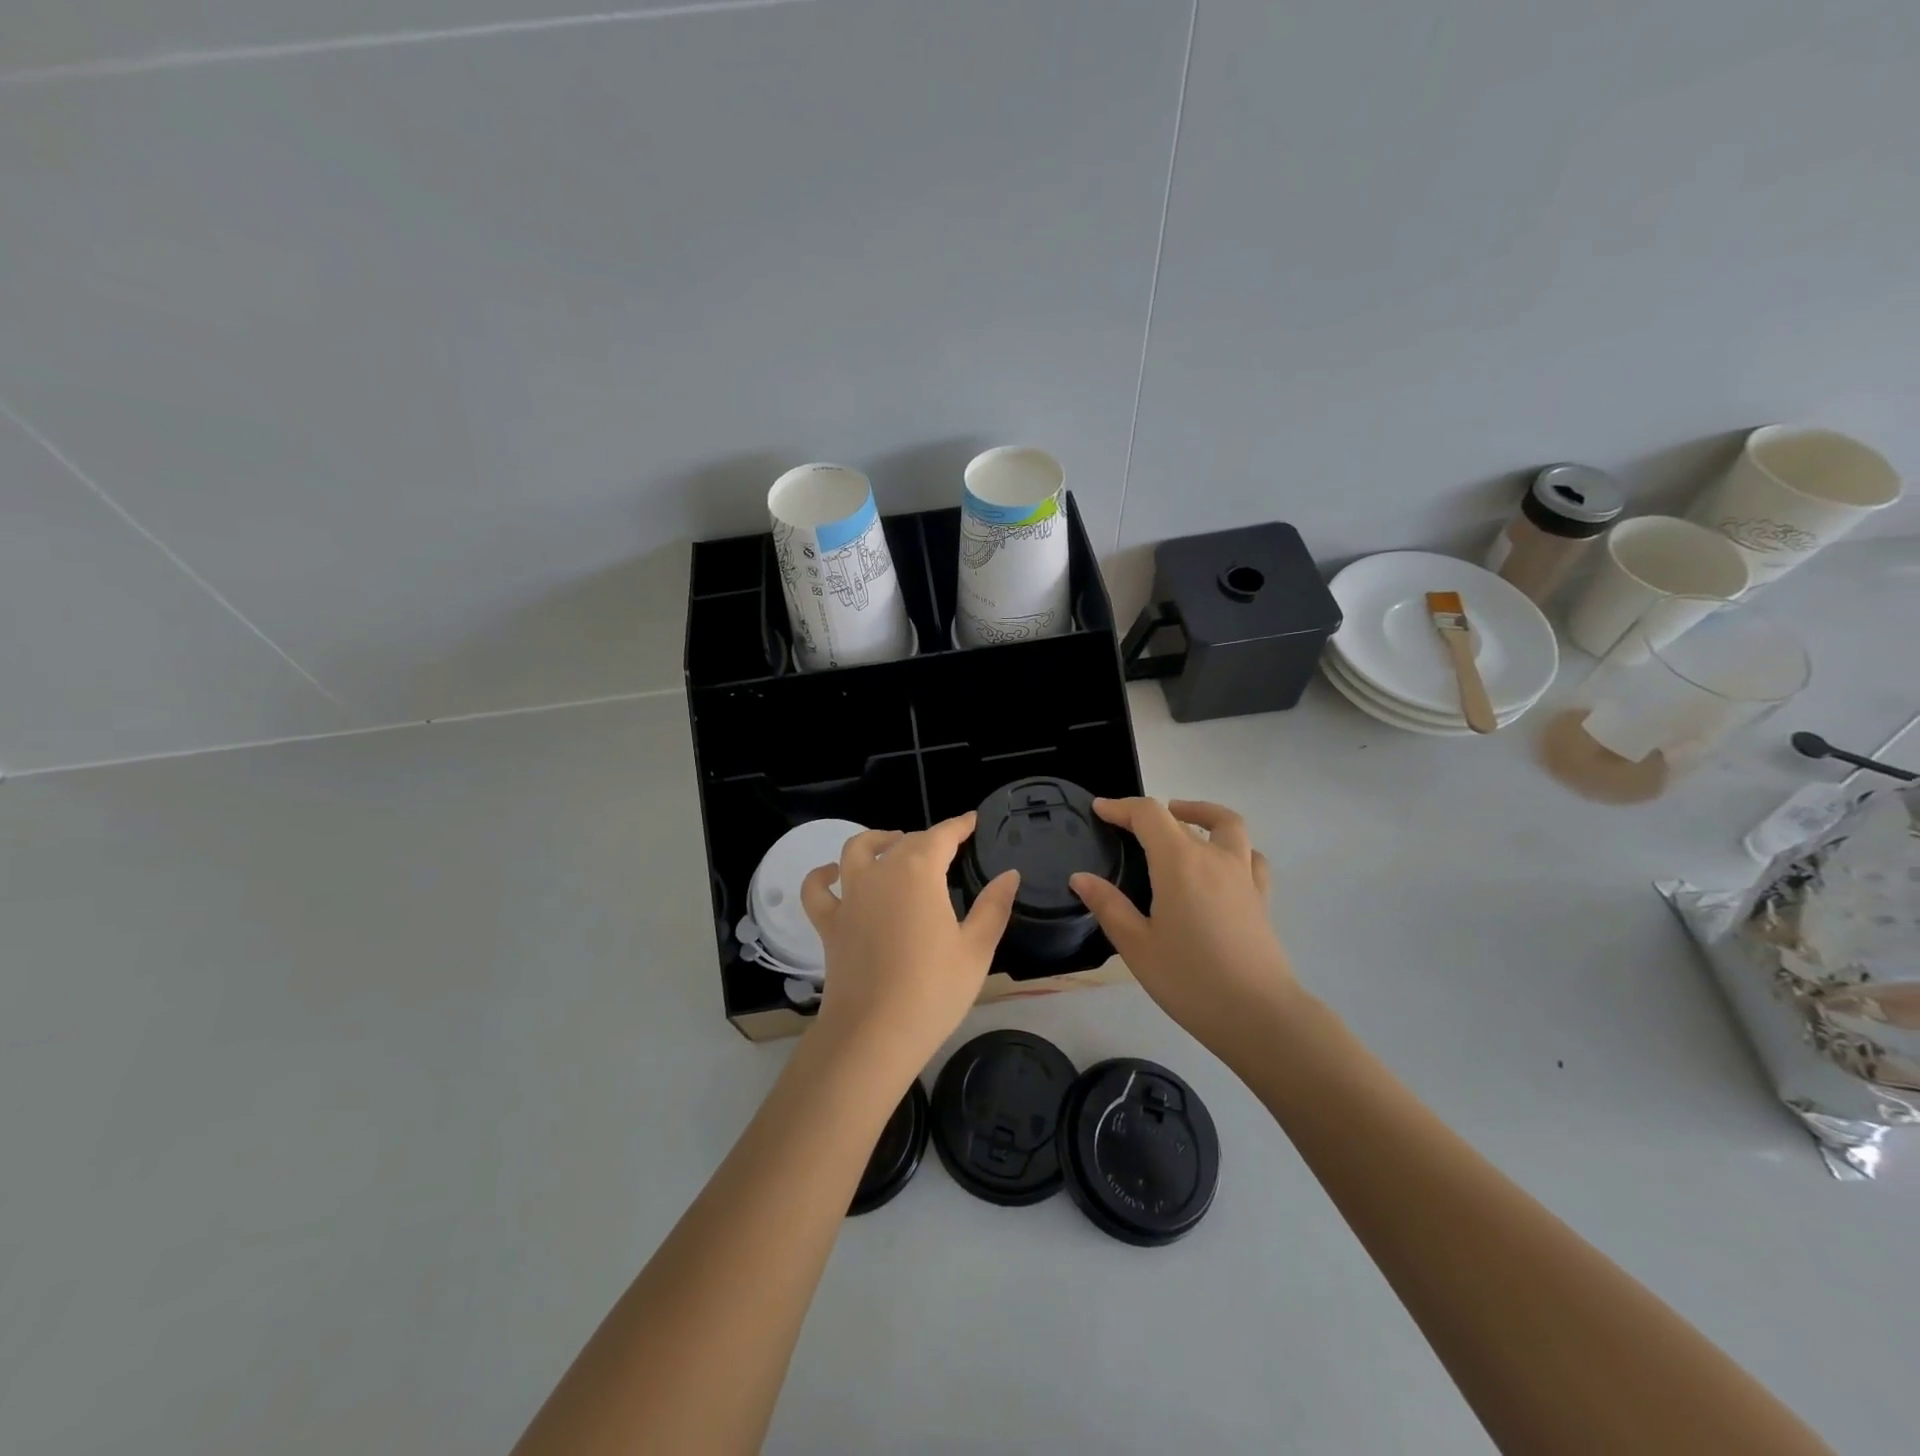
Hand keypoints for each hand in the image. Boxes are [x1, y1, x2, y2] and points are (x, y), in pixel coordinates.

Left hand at [801, 813, 1019, 1073]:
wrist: (874, 1035)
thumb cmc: (933, 991)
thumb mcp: (976, 949)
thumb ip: (994, 907)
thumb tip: (1010, 874)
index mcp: (918, 873)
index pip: (941, 835)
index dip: (958, 825)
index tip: (971, 820)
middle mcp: (880, 874)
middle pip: (904, 842)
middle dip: (927, 839)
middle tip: (947, 849)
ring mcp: (849, 897)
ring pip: (857, 850)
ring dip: (877, 841)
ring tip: (893, 844)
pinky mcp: (829, 924)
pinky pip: (817, 890)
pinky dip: (822, 876)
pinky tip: (832, 873)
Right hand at [1070, 798, 1298, 1059]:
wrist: (1258, 1015)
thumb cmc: (1189, 980)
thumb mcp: (1137, 945)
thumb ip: (1108, 906)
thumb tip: (1080, 878)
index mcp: (1178, 862)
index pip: (1148, 814)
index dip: (1121, 807)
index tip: (1100, 809)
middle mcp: (1213, 857)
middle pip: (1183, 817)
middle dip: (1152, 813)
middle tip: (1128, 825)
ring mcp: (1243, 875)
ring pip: (1227, 825)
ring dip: (1202, 815)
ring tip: (1181, 823)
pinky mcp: (1261, 897)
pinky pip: (1249, 856)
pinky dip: (1232, 847)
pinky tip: (1219, 864)